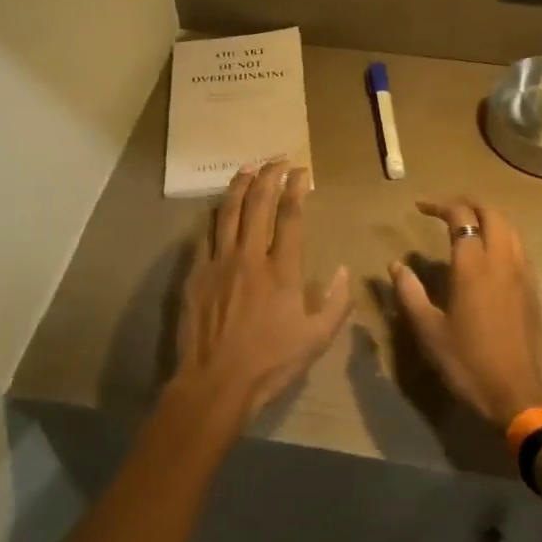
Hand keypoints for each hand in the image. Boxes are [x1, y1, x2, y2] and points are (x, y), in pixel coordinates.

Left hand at [173, 161, 352, 419]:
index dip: (296, 189)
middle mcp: (250, 258)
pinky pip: (205, 235)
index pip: (290, 217)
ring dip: (240, 186)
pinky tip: (219, 207)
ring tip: (248, 168)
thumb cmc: (270, 363)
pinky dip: (215, 215)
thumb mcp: (316, 339)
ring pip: (228, 212)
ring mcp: (218, 263)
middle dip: (269, 176)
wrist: (215, 382)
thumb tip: (345, 271)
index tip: (302, 172)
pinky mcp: (196, 274)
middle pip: (258, 204)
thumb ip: (336, 303)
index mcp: (282, 271)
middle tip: (278, 160)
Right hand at [390, 199, 541, 429]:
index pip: (461, 218)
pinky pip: (519, 249)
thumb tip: (396, 266)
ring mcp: (523, 275)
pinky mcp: (533, 291)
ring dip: (488, 219)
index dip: (440, 206)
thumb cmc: (467, 363)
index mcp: (474, 267)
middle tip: (444, 211)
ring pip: (510, 229)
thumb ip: (410, 293)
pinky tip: (486, 258)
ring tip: (466, 229)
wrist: (517, 394)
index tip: (420, 208)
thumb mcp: (428, 330)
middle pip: (492, 214)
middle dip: (468, 204)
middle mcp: (502, 262)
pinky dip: (501, 239)